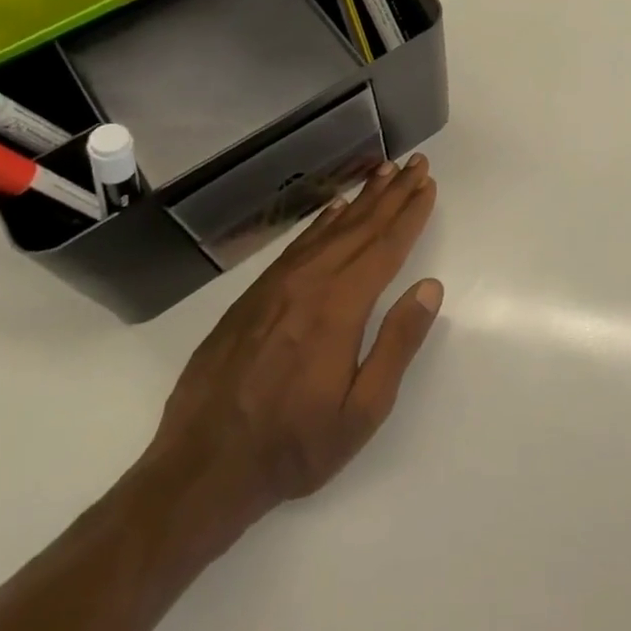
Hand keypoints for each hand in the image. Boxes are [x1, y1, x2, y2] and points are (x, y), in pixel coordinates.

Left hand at [142, 155, 442, 547]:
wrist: (201, 468)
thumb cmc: (294, 447)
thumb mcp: (362, 412)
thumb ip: (398, 344)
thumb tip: (429, 287)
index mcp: (339, 309)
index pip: (385, 248)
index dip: (410, 214)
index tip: (427, 184)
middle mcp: (308, 285)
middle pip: (360, 228)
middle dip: (392, 193)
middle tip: (415, 163)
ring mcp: (275, 287)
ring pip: (328, 230)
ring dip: (361, 200)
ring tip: (383, 172)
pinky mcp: (252, 297)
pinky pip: (297, 245)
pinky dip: (321, 222)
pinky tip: (335, 211)